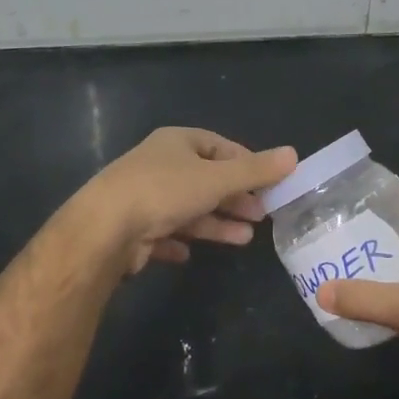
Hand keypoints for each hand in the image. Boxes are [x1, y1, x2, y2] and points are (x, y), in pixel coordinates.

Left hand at [77, 127, 296, 274]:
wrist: (104, 230)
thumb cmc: (164, 192)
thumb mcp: (217, 178)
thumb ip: (255, 170)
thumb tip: (294, 154)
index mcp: (176, 143)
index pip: (219, 146)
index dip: (246, 163)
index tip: (268, 183)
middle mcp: (158, 165)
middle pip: (205, 179)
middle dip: (235, 198)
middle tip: (261, 215)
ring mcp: (143, 197)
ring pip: (188, 209)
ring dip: (216, 223)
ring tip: (244, 239)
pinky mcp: (132, 229)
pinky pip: (163, 233)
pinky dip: (181, 241)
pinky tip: (191, 255)